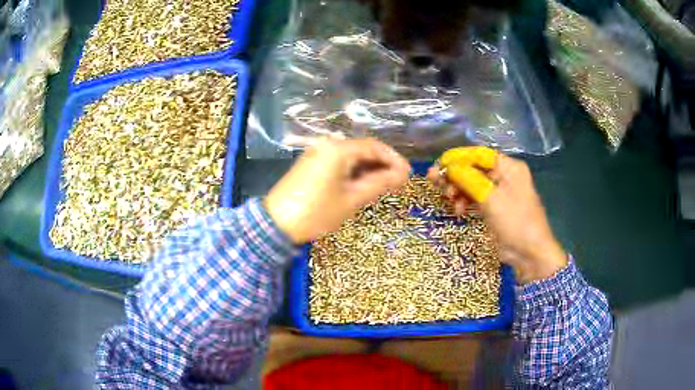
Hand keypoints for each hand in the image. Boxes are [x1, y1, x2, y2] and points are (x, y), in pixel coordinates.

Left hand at [265, 138, 410, 243]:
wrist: (276, 223)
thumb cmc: (316, 212)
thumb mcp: (351, 199)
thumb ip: (378, 183)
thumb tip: (402, 174)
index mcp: (338, 149)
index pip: (374, 147)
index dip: (394, 159)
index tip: (408, 174)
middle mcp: (327, 145)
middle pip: (363, 149)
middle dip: (383, 164)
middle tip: (399, 182)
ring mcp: (317, 153)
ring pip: (351, 156)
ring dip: (369, 168)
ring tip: (385, 185)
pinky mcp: (311, 163)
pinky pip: (339, 162)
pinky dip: (354, 171)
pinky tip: (363, 184)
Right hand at [428, 154, 566, 283]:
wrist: (529, 253)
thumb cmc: (514, 221)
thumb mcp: (490, 197)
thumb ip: (468, 178)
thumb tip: (448, 166)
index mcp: (509, 167)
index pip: (479, 154)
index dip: (458, 158)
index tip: (439, 164)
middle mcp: (504, 176)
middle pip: (474, 168)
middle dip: (455, 175)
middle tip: (434, 180)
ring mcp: (499, 193)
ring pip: (472, 184)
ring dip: (458, 190)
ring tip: (448, 199)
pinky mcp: (495, 208)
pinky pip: (476, 198)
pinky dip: (465, 202)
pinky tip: (459, 211)